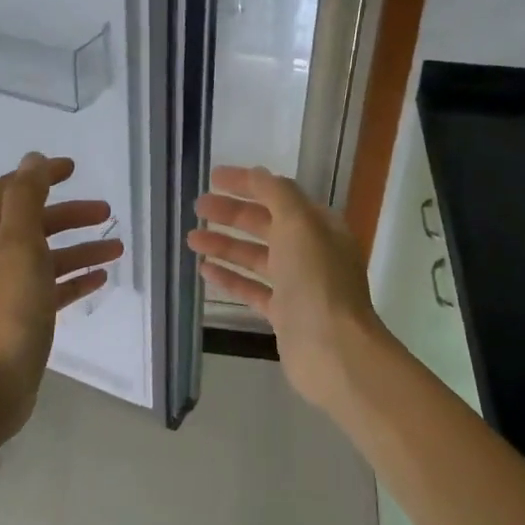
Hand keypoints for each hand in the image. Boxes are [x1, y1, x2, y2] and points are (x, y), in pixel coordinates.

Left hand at [0, 153, 123, 433]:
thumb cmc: (9, 311)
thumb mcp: (18, 245)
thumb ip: (25, 199)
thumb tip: (32, 159)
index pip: (12, 191)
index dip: (41, 176)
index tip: (74, 169)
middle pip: (35, 223)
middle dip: (70, 213)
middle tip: (106, 211)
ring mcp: (11, 290)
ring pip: (49, 257)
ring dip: (82, 247)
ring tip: (117, 248)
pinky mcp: (26, 317)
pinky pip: (55, 288)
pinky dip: (77, 278)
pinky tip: (101, 280)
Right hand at [187, 164, 385, 411]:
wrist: (333, 350)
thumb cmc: (317, 280)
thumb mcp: (299, 224)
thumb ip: (277, 195)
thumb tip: (257, 174)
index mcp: (320, 226)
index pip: (279, 195)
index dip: (247, 184)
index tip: (213, 177)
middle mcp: (311, 252)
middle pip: (266, 225)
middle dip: (232, 214)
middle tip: (197, 207)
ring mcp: (298, 285)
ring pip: (256, 257)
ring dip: (225, 245)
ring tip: (192, 238)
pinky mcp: (284, 314)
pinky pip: (252, 289)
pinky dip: (230, 277)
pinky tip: (205, 270)